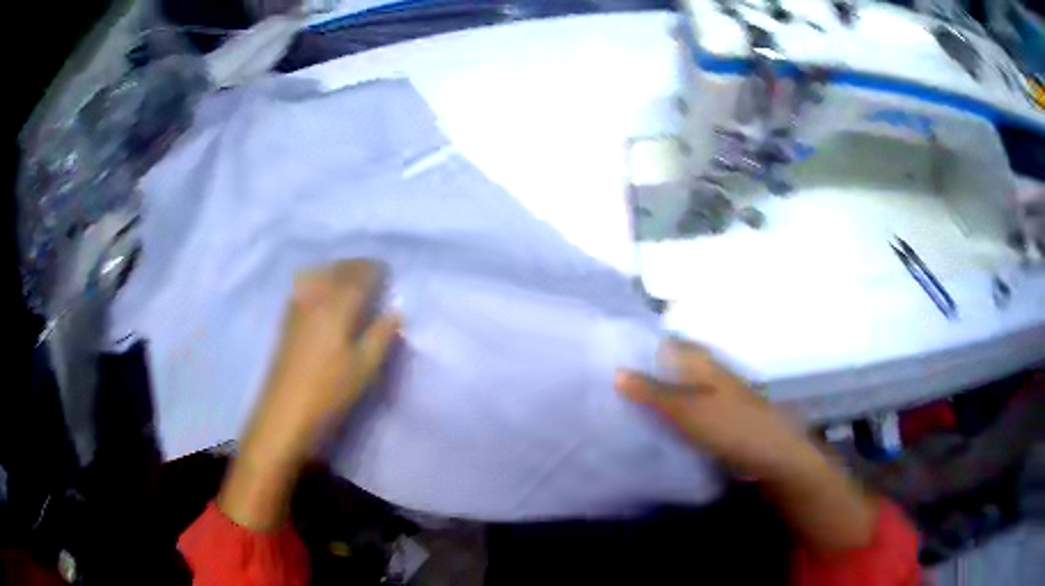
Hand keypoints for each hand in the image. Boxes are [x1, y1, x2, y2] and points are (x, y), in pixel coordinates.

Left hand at [239, 260, 400, 465]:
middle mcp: (316, 297)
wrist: (286, 411)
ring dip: (337, 271)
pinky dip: (320, 280)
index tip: (388, 271)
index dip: (375, 269)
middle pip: (337, 270)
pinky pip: (306, 285)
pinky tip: (324, 293)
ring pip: (320, 274)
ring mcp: (298, 306)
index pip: (359, 275)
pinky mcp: (287, 318)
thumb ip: (382, 335)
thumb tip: (396, 311)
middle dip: (356, 267)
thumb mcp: (365, 367)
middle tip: (373, 274)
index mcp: (338, 305)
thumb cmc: (330, 391)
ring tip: (351, 281)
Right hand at [615, 339, 809, 480]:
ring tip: (617, 404)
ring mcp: (713, 394)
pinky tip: (649, 425)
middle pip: (667, 366)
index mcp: (699, 361)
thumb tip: (616, 370)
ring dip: (652, 395)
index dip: (635, 347)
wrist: (770, 454)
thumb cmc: (730, 426)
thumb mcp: (686, 410)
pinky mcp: (716, 416)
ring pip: (675, 388)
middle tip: (603, 384)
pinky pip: (684, 409)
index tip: (604, 356)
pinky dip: (666, 413)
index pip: (662, 343)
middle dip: (640, 373)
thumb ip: (652, 392)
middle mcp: (706, 371)